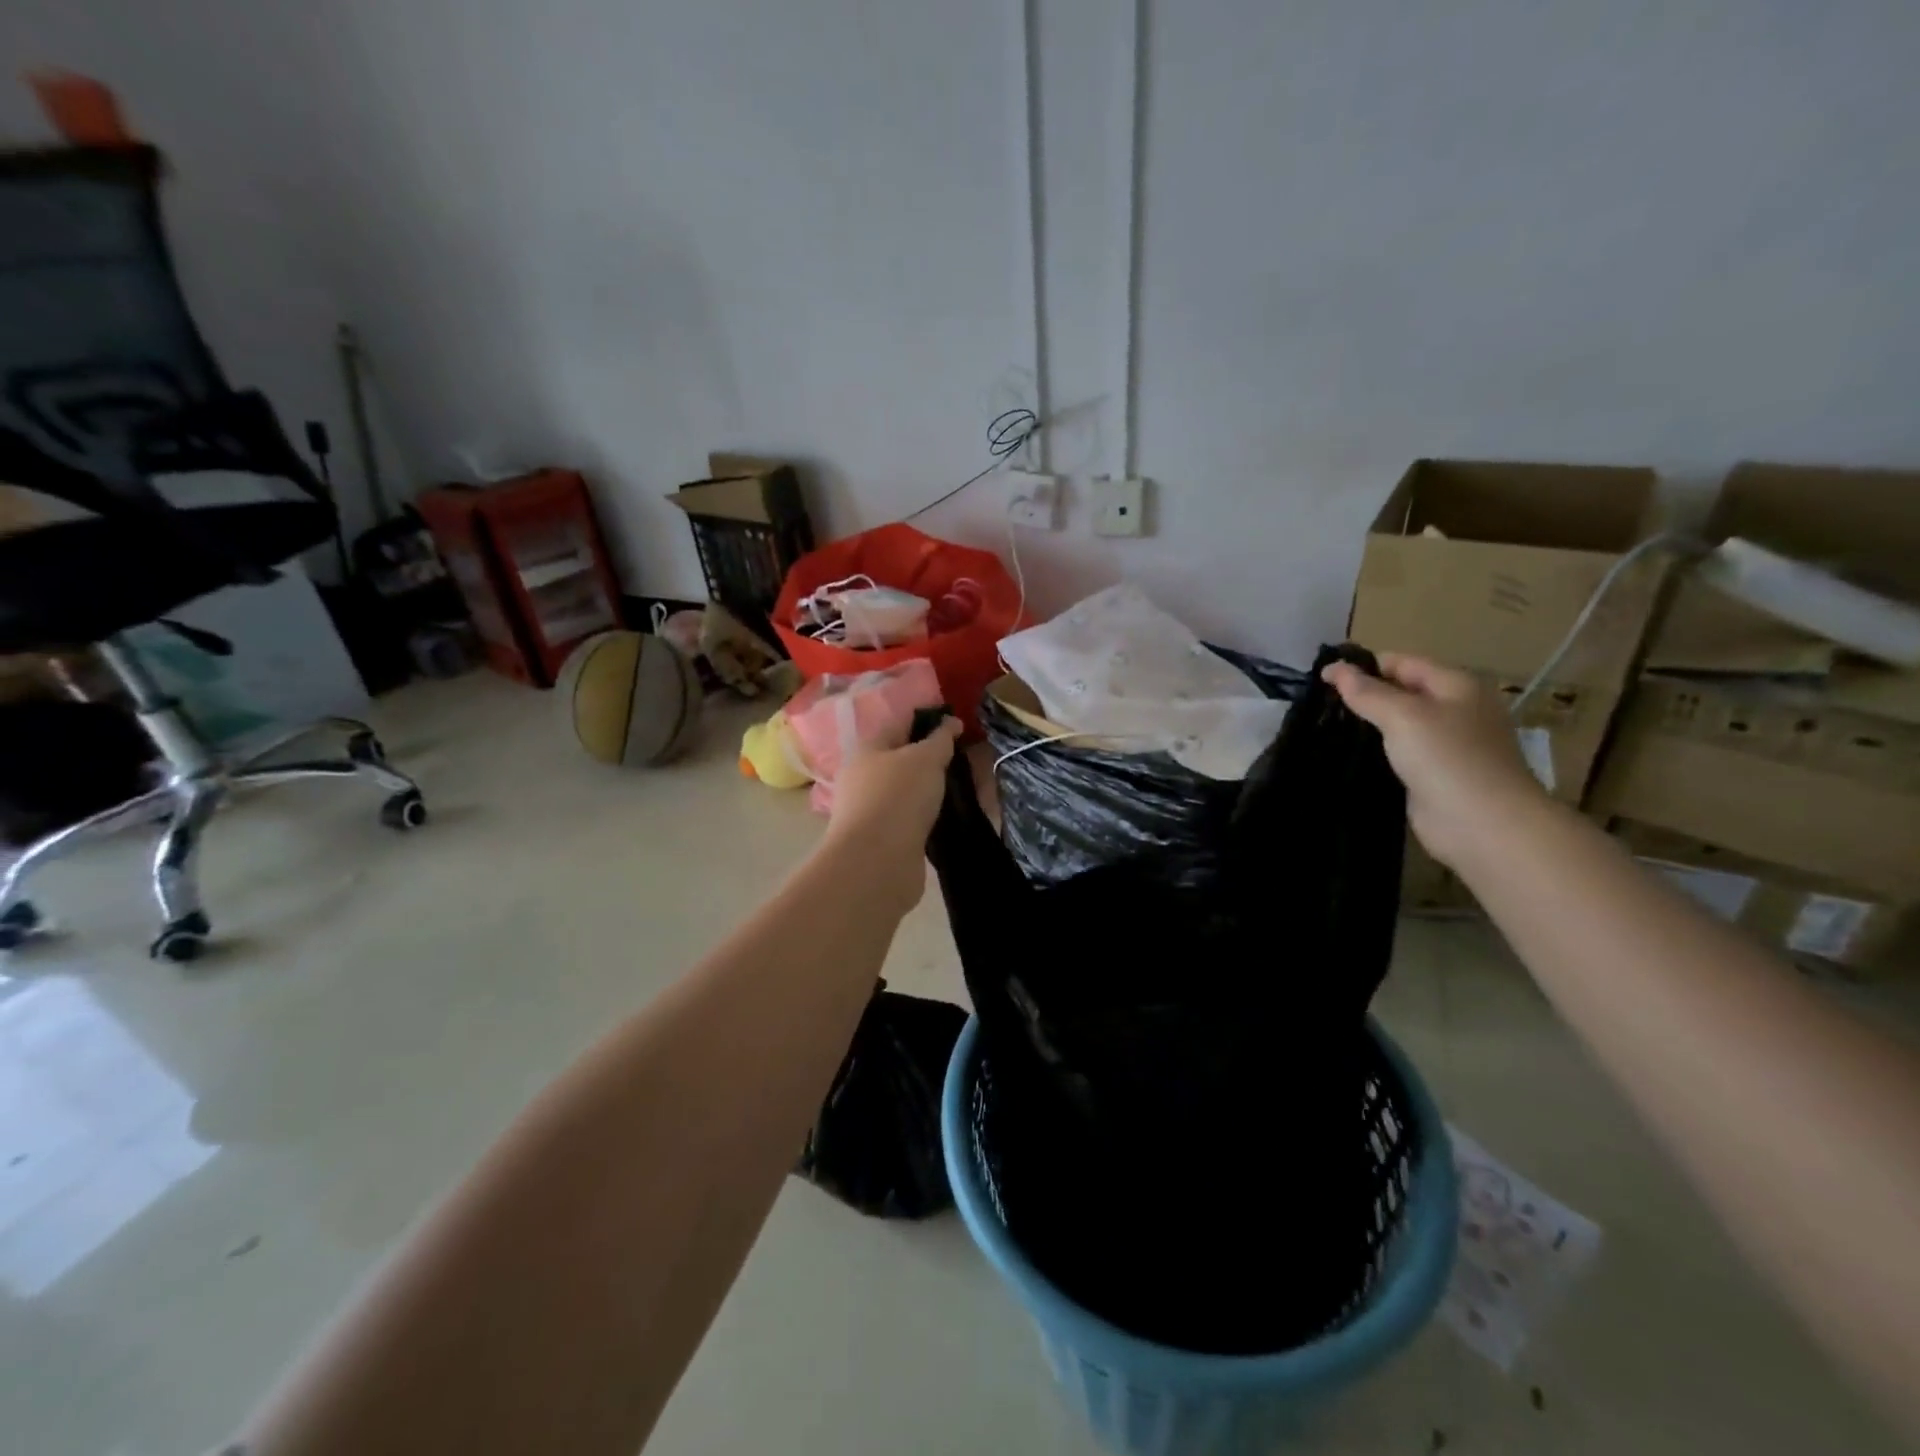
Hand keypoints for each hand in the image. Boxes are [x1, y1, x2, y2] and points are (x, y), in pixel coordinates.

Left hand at [820, 715, 963, 913]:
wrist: (878, 863)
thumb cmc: (898, 797)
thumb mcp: (925, 758)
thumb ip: (940, 739)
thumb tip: (951, 722)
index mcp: (867, 750)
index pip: (900, 726)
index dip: (929, 724)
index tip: (960, 729)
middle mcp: (865, 779)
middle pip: (904, 762)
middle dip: (934, 762)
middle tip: (969, 762)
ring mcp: (873, 812)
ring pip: (911, 794)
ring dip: (934, 794)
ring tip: (969, 791)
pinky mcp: (885, 841)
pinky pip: (914, 822)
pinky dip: (932, 820)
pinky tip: (953, 820)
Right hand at [1322, 653, 1548, 869]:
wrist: (1482, 824)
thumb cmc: (1447, 758)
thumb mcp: (1403, 715)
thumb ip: (1366, 691)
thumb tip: (1334, 668)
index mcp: (1456, 685)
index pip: (1402, 662)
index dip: (1363, 666)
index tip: (1321, 679)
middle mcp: (1454, 709)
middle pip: (1400, 691)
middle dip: (1363, 695)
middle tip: (1319, 704)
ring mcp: (1446, 744)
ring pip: (1397, 724)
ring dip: (1367, 725)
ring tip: (1325, 727)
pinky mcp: (1433, 774)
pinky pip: (1398, 753)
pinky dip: (1375, 751)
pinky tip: (1347, 755)